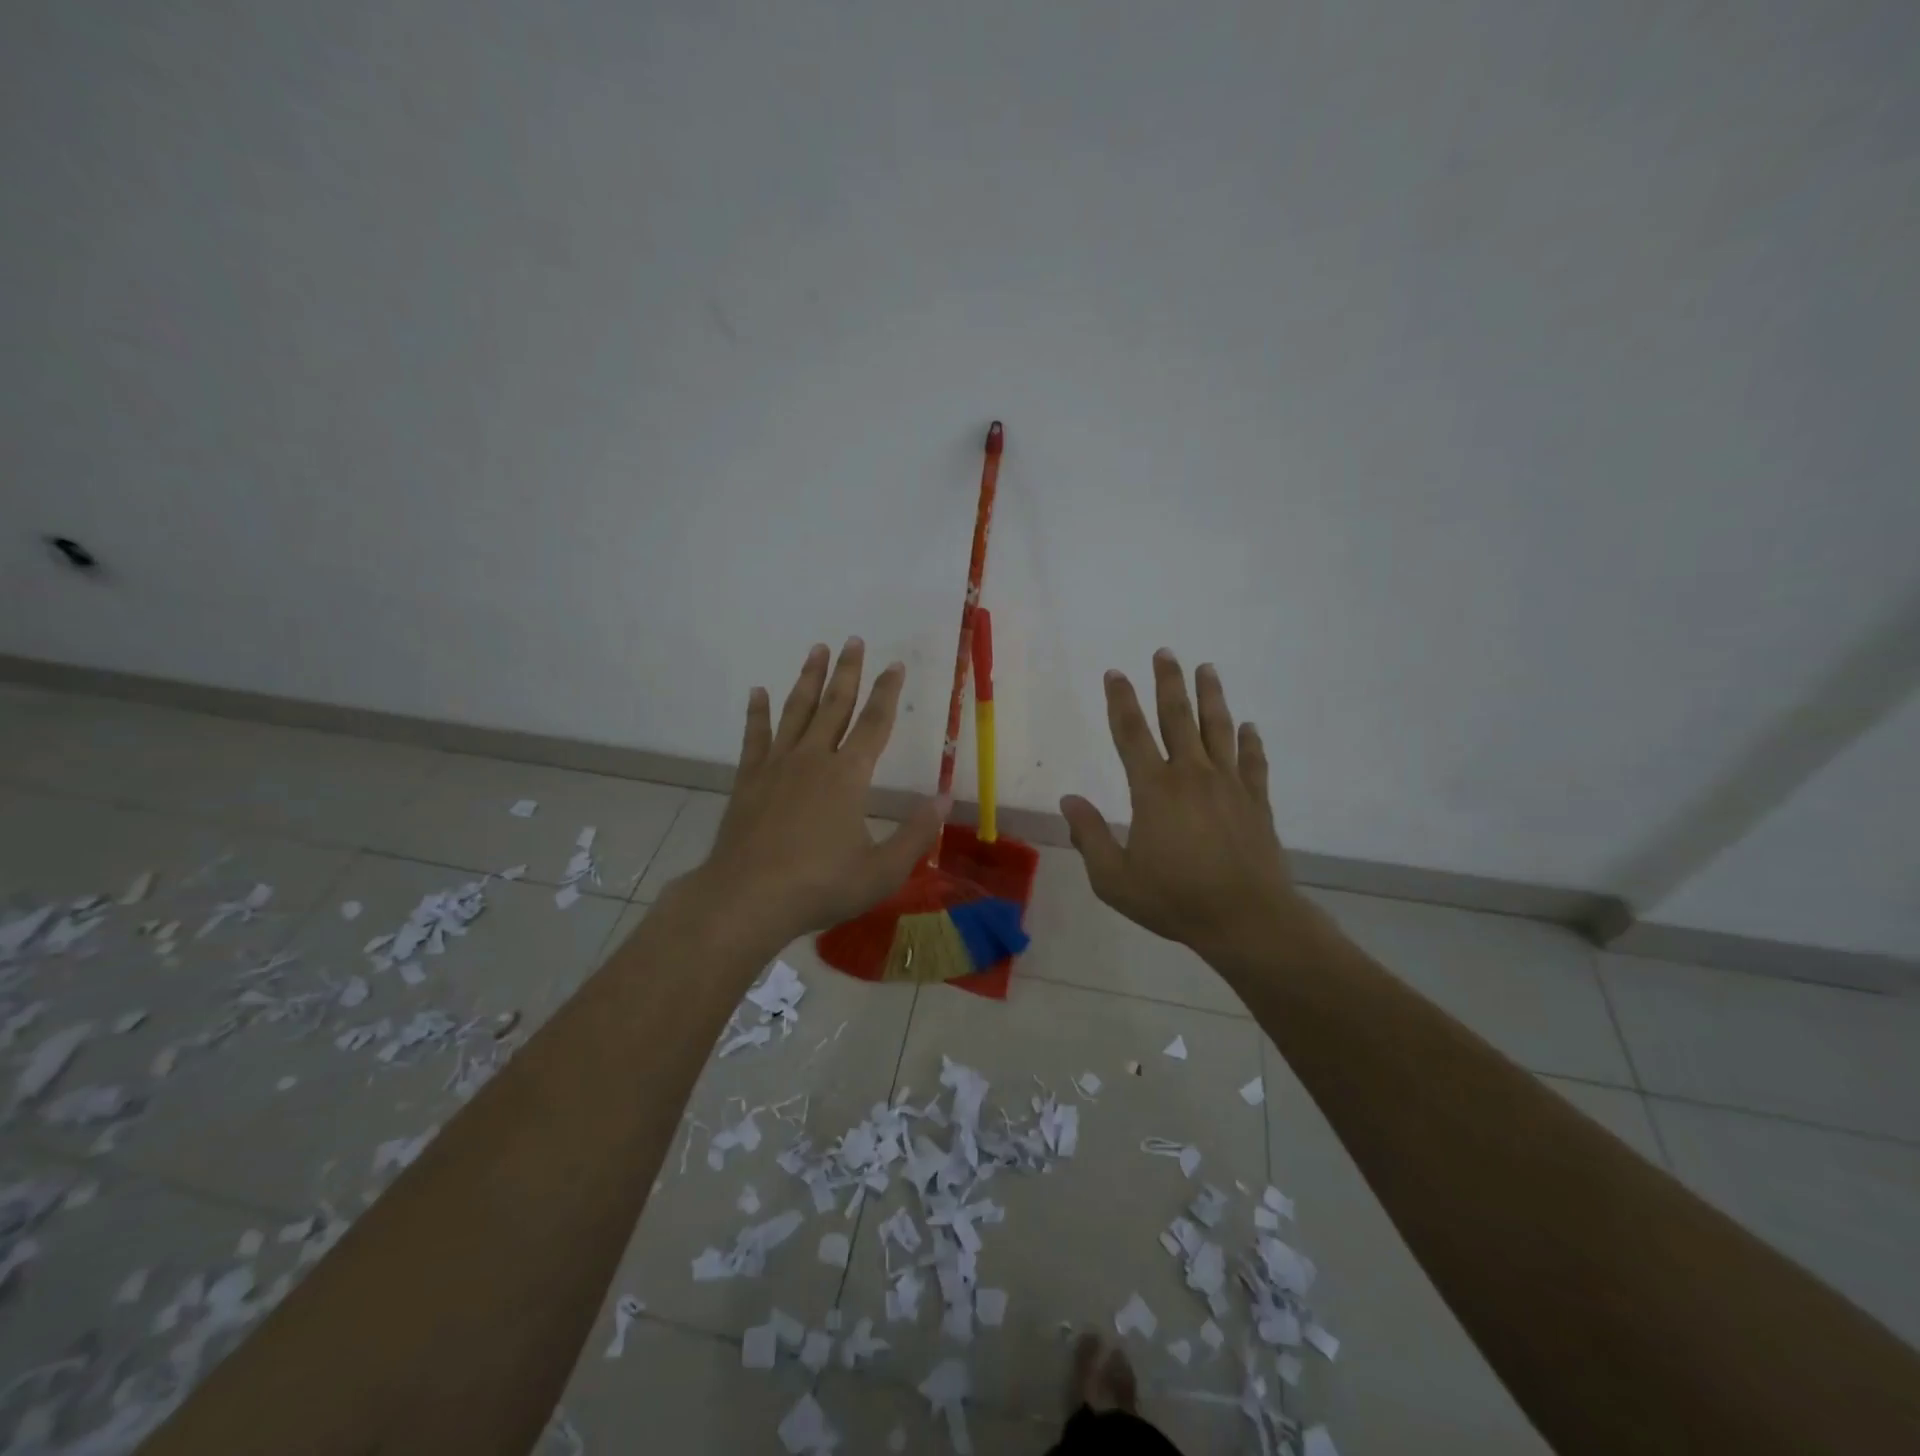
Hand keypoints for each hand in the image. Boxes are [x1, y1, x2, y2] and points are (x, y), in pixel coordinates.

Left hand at [676, 638, 943, 952]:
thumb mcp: (882, 869)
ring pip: (796, 711)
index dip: (887, 692)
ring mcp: (777, 766)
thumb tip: (945, 799)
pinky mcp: (748, 780)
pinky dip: (757, 713)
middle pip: (834, 705)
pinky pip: (755, 737)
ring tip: (815, 649)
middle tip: (853, 640)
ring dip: (807, 679)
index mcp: (849, 776)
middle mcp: (813, 759)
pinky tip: (758, 693)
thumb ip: (916, 833)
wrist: (747, 898)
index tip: (894, 664)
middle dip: (847, 671)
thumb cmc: (820, 885)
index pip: (875, 723)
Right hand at [1060, 650, 1306, 963]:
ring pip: (1218, 729)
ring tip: (1208, 669)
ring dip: (1211, 697)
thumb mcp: (1114, 879)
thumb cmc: (1175, 899)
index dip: (1120, 701)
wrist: (1247, 919)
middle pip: (1178, 718)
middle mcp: (1191, 775)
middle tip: (1166, 652)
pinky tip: (1249, 727)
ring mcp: (1229, 785)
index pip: (1131, 733)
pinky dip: (1250, 742)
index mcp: (1154, 789)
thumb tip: (1069, 800)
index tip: (1115, 673)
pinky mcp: (1256, 802)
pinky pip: (1253, 762)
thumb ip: (1090, 836)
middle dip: (1169, 682)